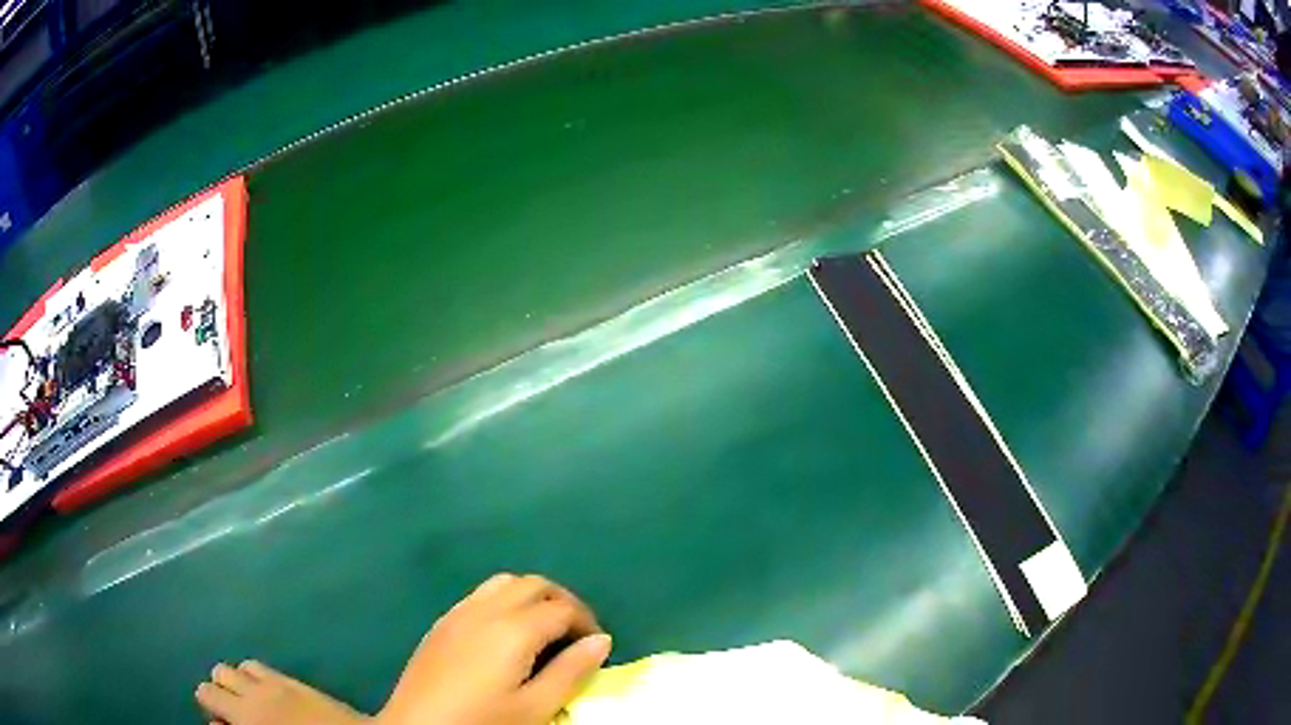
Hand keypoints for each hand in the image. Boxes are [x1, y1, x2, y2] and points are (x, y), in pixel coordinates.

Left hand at [377, 573, 611, 724]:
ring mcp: (459, 612)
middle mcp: (486, 609)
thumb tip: (601, 640)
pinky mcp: (441, 623)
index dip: (587, 622)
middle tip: (576, 633)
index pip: (563, 608)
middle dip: (563, 601)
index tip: (597, 646)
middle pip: (534, 584)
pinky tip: (505, 633)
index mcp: (514, 629)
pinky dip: (504, 600)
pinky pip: (480, 594)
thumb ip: (571, 672)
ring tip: (543, 629)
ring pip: (504, 583)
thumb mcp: (535, 707)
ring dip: (532, 596)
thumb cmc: (483, 721)